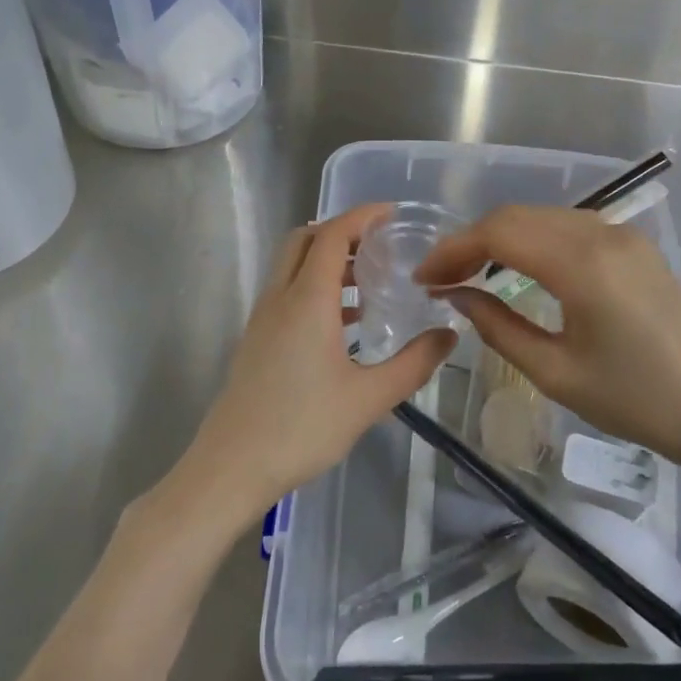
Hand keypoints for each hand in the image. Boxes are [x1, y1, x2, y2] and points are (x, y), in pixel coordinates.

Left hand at [173, 205, 455, 528]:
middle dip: (340, 231)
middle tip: (378, 244)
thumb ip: (413, 364)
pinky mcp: (255, 340)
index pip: (332, 235)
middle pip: (304, 241)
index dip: (361, 216)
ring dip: (326, 261)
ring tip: (367, 281)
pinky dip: (314, 288)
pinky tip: (343, 324)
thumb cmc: (302, 428)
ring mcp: (262, 319)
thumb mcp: (368, 399)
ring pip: (291, 267)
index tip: (391, 212)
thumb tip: (449, 335)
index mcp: (307, 300)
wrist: (231, 467)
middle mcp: (280, 298)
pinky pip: (286, 294)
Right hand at [414, 205, 680, 491]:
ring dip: (501, 237)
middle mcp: (601, 234)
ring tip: (471, 273)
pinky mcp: (635, 247)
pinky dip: (533, 239)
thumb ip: (498, 327)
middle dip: (471, 240)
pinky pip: (569, 227)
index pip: (498, 233)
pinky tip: (519, 267)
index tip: (424, 278)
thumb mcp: (557, 372)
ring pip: (543, 217)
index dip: (453, 250)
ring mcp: (623, 236)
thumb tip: (458, 297)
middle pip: (517, 216)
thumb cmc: (639, 402)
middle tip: (441, 277)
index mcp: (581, 265)